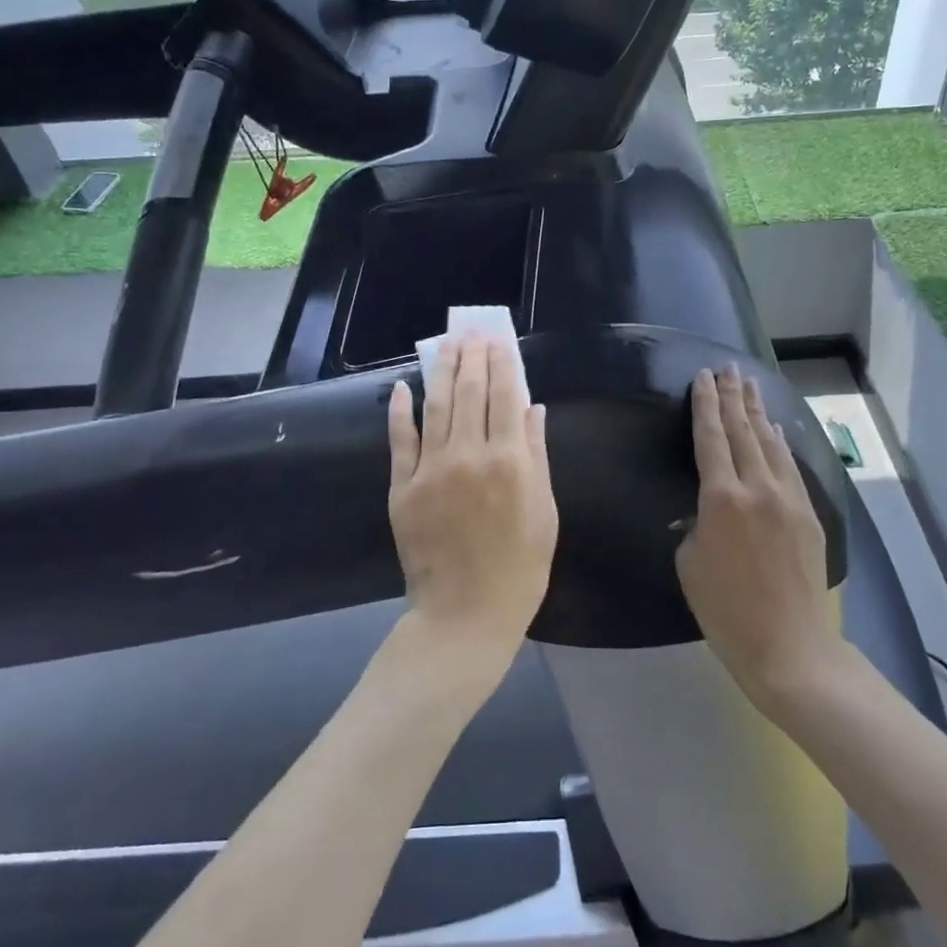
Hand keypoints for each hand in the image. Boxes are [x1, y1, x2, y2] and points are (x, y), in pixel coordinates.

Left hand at [387, 334, 557, 672]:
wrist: (466, 614)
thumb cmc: (520, 567)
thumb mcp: (545, 511)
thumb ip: (538, 455)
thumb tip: (533, 409)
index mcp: (510, 461)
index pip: (506, 396)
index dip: (503, 364)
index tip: (498, 341)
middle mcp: (469, 455)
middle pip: (471, 392)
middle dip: (472, 357)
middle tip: (471, 332)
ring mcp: (431, 470)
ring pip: (437, 406)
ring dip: (442, 370)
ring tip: (446, 344)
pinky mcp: (402, 488)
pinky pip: (401, 440)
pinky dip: (401, 411)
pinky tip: (405, 386)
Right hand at [677, 367, 845, 711]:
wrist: (789, 646)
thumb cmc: (726, 611)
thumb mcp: (690, 564)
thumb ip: (695, 525)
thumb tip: (705, 510)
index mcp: (721, 499)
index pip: (711, 438)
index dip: (706, 405)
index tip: (703, 378)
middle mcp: (757, 487)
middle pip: (743, 430)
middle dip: (733, 396)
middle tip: (727, 368)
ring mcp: (789, 498)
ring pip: (770, 442)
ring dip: (758, 412)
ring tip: (749, 385)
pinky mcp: (809, 513)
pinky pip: (790, 466)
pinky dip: (780, 442)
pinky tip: (775, 429)